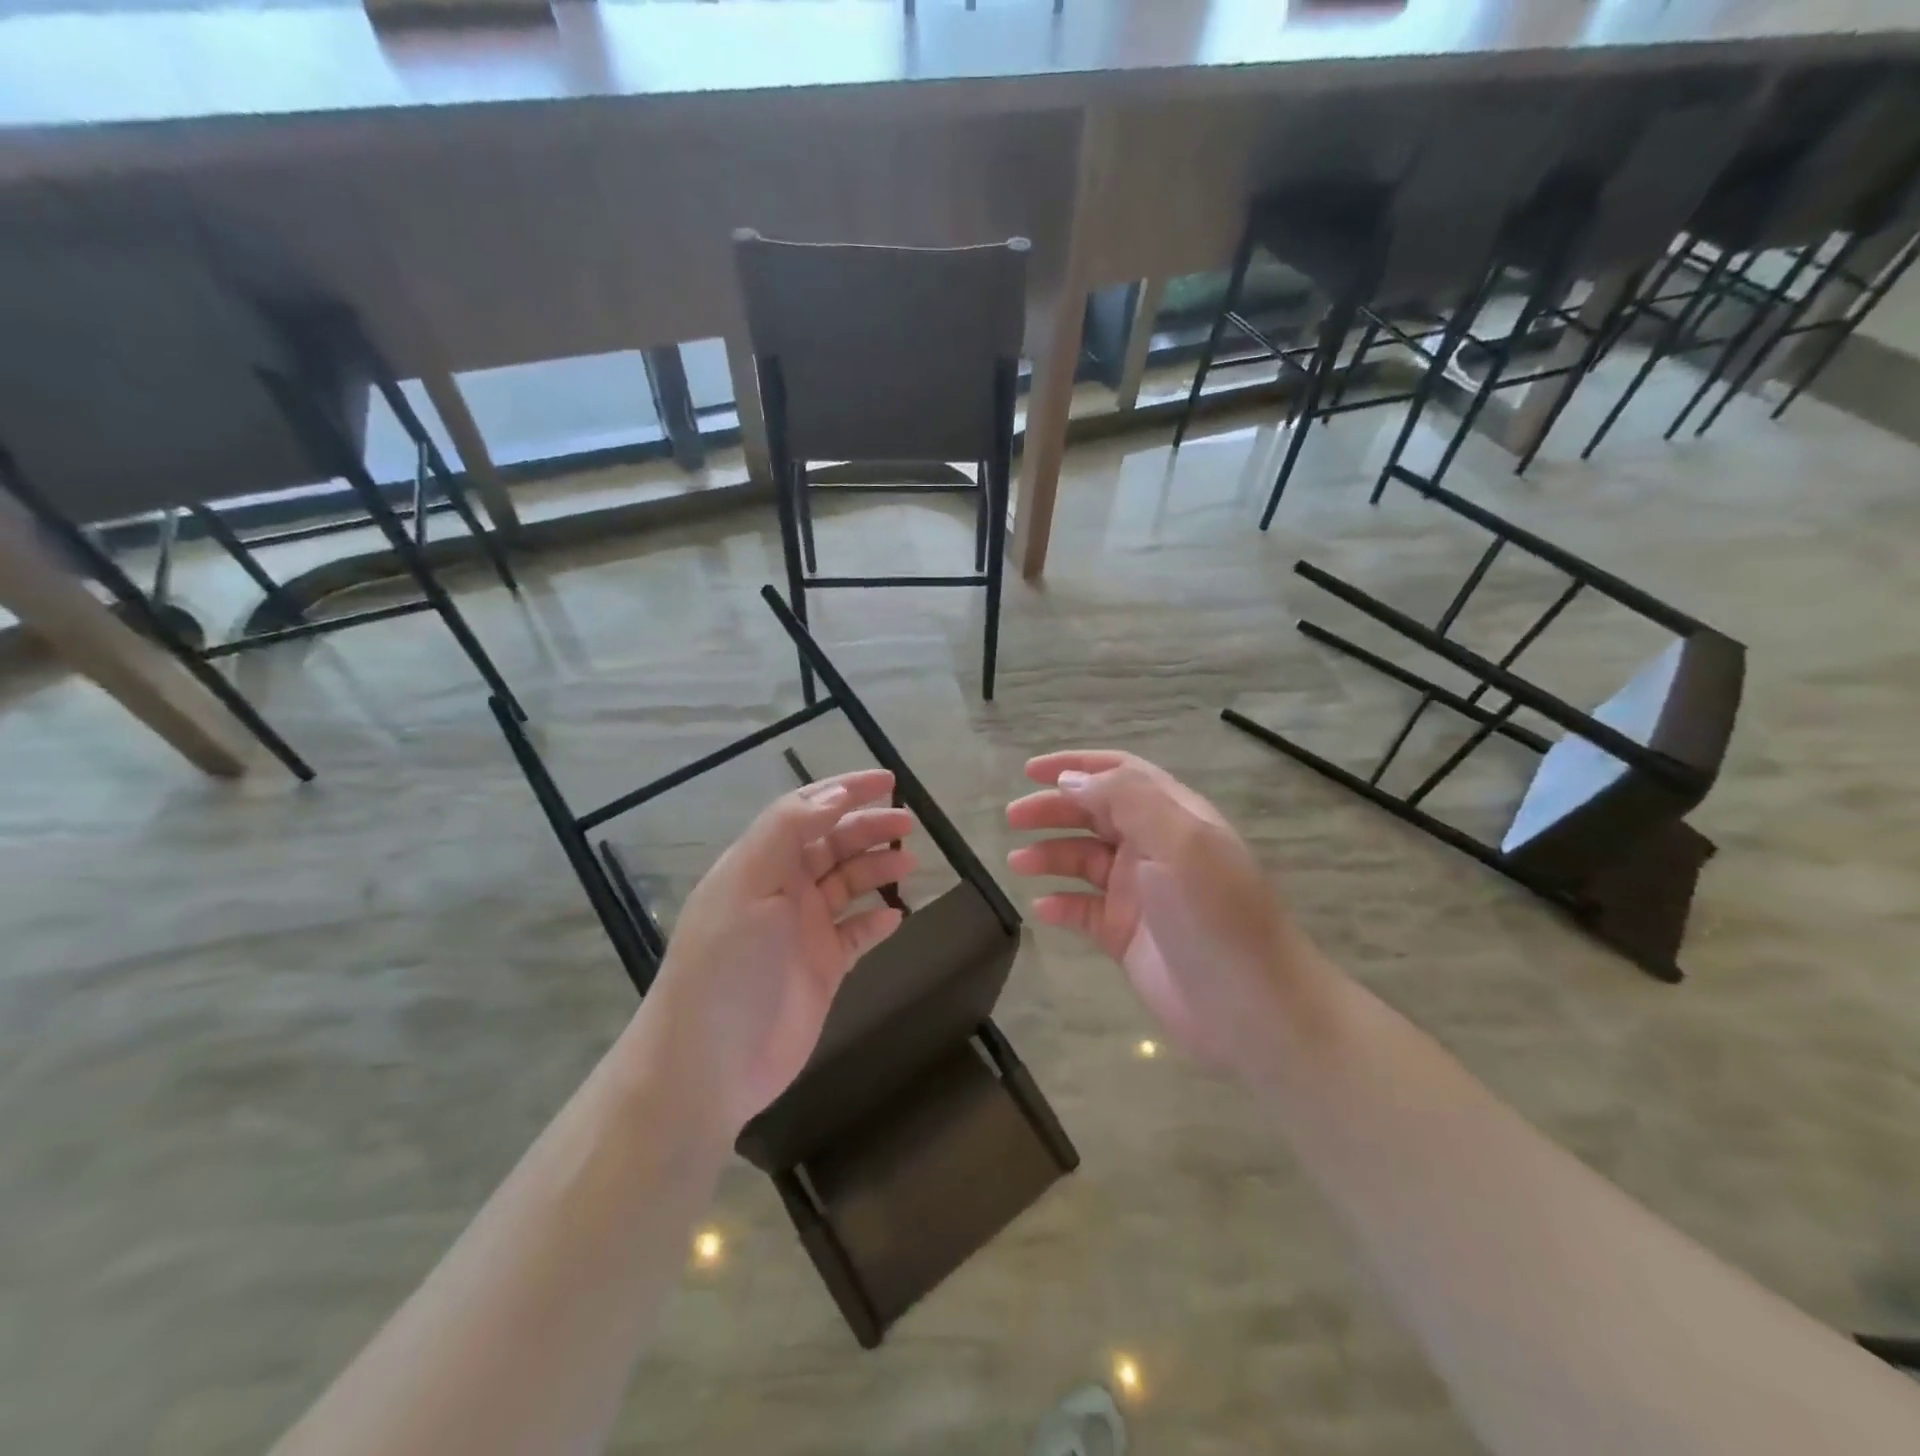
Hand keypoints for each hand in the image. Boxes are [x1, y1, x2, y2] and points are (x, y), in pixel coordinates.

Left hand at [641, 770, 915, 1134]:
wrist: (709, 1064)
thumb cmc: (727, 966)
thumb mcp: (748, 886)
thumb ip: (787, 833)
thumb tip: (834, 795)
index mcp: (760, 864)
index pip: (806, 811)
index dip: (845, 790)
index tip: (888, 781)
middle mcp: (782, 890)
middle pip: (832, 844)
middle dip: (869, 827)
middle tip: (909, 824)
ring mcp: (802, 930)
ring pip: (847, 884)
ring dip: (877, 869)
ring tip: (909, 866)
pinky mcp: (821, 968)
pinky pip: (855, 933)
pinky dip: (876, 921)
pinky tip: (896, 916)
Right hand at [1006, 750, 1321, 1073]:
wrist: (1252, 1010)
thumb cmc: (1215, 915)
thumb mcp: (1179, 842)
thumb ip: (1126, 800)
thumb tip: (1072, 780)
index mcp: (1173, 817)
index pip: (1120, 774)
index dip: (1076, 766)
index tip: (1030, 770)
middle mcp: (1156, 848)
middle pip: (1095, 814)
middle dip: (1053, 810)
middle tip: (1013, 818)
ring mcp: (1141, 893)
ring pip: (1084, 861)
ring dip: (1050, 855)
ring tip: (1017, 863)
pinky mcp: (1128, 936)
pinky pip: (1085, 910)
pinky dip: (1062, 904)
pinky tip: (1042, 908)